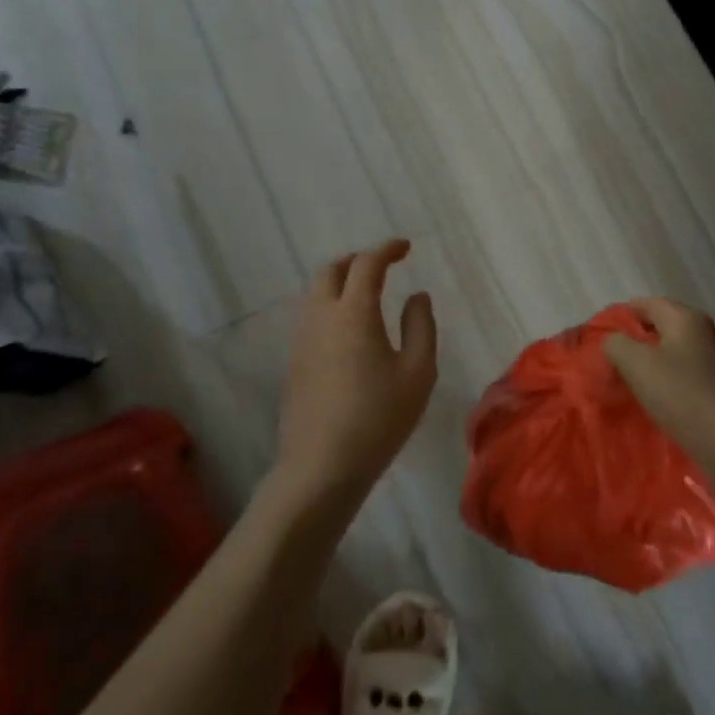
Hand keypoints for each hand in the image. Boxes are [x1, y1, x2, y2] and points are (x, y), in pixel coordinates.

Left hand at [276, 239, 436, 500]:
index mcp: (353, 312)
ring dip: (340, 282)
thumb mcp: (418, 372)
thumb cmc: (379, 418)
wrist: (321, 466)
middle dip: (357, 260)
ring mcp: (301, 339)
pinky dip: (330, 306)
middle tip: (382, 267)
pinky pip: (310, 316)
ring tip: (366, 294)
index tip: (405, 248)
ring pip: (315, 293)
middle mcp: (321, 317)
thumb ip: (421, 326)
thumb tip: (417, 296)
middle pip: (331, 271)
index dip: (387, 250)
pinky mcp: (293, 362)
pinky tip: (348, 330)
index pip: (367, 264)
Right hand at [603, 298, 714, 479]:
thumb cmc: (684, 396)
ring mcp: (711, 362)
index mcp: (685, 318)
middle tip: (608, 362)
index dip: (621, 316)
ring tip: (625, 383)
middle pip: (659, 327)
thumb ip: (616, 344)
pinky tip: (652, 402)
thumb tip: (614, 342)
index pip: (646, 303)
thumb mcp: (637, 364)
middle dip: (633, 342)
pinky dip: (663, 384)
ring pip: (669, 354)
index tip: (598, 338)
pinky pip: (680, 377)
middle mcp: (701, 333)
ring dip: (647, 365)